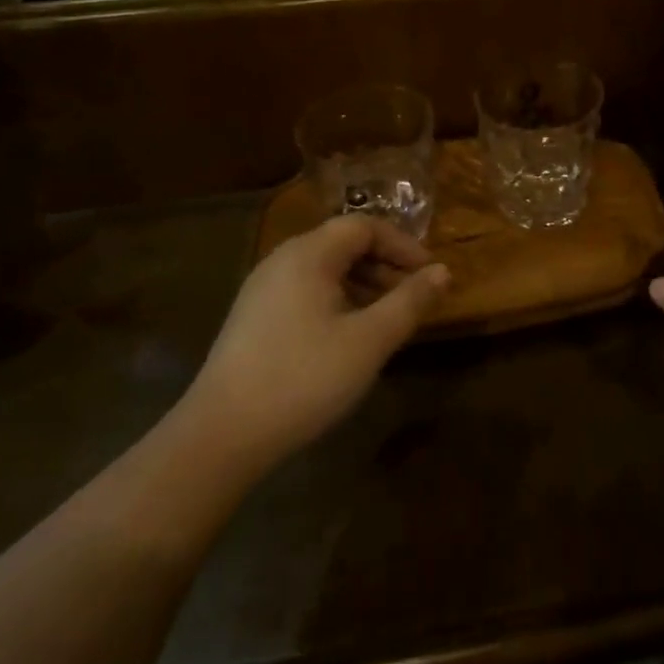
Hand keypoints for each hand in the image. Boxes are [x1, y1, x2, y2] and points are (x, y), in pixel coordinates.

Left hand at [182, 216, 449, 471]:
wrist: (219, 437)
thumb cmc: (303, 379)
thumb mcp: (369, 341)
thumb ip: (409, 302)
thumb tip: (443, 271)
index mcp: (309, 254)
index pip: (365, 226)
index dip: (403, 245)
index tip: (430, 274)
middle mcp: (282, 260)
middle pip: (343, 244)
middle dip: (385, 265)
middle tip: (413, 297)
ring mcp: (262, 289)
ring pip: (325, 270)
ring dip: (363, 284)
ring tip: (387, 319)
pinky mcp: (253, 318)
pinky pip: (306, 291)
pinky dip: (338, 300)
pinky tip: (348, 337)